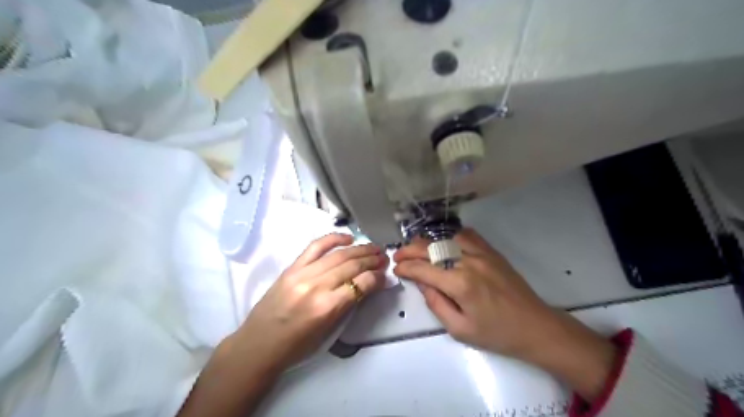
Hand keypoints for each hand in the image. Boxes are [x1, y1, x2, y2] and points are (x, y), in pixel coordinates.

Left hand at [180, 235, 389, 415]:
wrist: (258, 345)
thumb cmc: (296, 346)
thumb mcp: (328, 332)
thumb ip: (349, 305)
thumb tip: (369, 286)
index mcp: (327, 308)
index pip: (361, 284)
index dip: (377, 277)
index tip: (385, 275)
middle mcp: (316, 287)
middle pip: (352, 266)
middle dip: (372, 260)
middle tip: (384, 257)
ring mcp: (302, 274)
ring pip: (338, 255)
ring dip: (359, 249)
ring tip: (373, 248)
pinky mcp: (292, 267)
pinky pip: (316, 246)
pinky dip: (334, 239)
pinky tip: (348, 238)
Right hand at [394, 229, 615, 402]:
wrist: (535, 326)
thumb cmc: (496, 334)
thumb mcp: (459, 329)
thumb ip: (436, 303)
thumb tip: (421, 282)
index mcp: (459, 284)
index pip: (423, 269)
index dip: (405, 267)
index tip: (396, 269)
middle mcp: (468, 262)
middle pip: (431, 248)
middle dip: (410, 250)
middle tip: (398, 255)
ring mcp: (482, 253)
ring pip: (446, 238)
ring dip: (428, 242)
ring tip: (417, 248)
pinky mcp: (492, 252)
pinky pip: (467, 235)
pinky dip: (450, 236)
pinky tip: (444, 243)